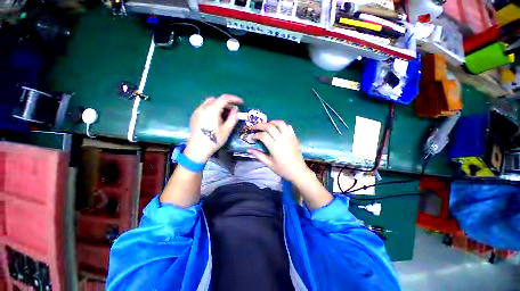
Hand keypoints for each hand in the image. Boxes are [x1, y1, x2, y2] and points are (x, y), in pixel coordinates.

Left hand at [184, 95, 242, 162]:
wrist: (197, 150)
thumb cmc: (214, 140)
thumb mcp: (227, 129)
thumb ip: (233, 117)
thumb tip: (235, 109)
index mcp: (212, 110)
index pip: (224, 98)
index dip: (234, 99)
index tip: (241, 103)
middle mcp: (203, 107)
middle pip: (217, 100)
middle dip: (227, 104)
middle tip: (233, 112)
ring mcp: (197, 111)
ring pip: (210, 103)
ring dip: (219, 106)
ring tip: (224, 116)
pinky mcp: (194, 116)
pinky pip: (205, 108)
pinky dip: (212, 109)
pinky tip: (215, 119)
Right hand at [247, 121, 311, 182]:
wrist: (298, 171)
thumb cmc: (283, 169)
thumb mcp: (269, 164)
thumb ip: (259, 155)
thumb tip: (249, 150)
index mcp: (275, 147)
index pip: (263, 136)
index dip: (256, 135)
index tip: (252, 137)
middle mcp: (282, 139)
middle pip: (270, 127)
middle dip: (260, 125)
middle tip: (255, 127)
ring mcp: (289, 137)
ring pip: (280, 123)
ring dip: (272, 122)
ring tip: (267, 125)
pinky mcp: (294, 137)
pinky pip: (288, 126)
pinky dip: (282, 125)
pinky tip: (278, 129)